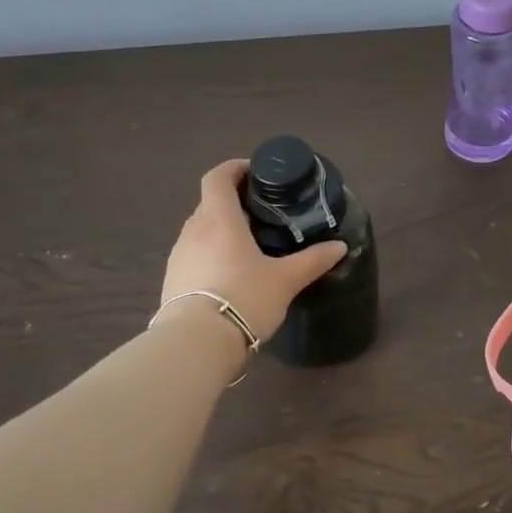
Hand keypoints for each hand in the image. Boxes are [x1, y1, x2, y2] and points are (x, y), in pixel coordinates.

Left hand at [161, 159, 347, 342]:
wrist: (196, 344)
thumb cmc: (244, 298)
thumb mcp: (286, 280)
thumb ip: (313, 260)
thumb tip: (340, 246)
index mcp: (219, 219)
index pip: (217, 177)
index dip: (234, 168)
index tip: (255, 172)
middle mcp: (193, 230)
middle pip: (209, 203)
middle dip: (233, 201)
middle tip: (262, 213)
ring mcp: (178, 256)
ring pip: (200, 230)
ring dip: (220, 229)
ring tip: (248, 245)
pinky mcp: (171, 280)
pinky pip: (193, 255)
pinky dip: (210, 254)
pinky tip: (230, 275)